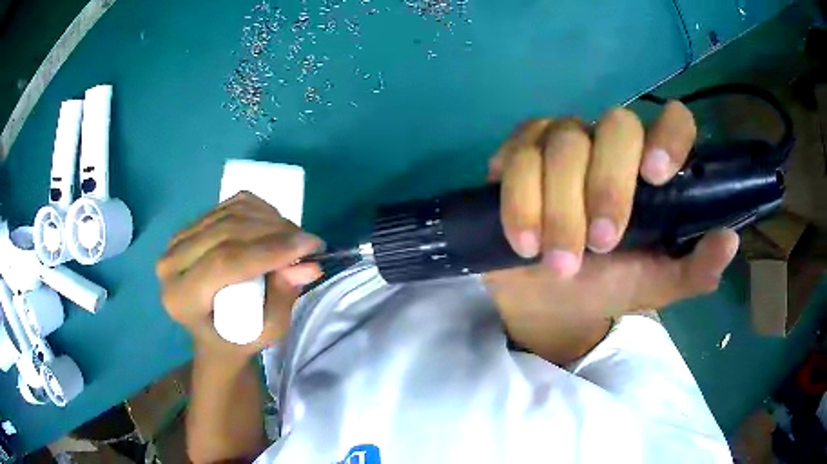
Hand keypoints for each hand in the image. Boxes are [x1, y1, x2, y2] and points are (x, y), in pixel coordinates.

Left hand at [156, 192, 323, 361]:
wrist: (211, 332)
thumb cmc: (237, 339)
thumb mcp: (266, 332)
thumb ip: (283, 298)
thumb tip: (310, 265)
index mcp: (181, 299)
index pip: (223, 263)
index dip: (268, 250)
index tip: (309, 246)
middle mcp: (170, 265)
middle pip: (226, 232)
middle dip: (274, 231)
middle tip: (308, 241)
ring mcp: (177, 241)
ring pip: (229, 214)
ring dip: (269, 219)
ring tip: (294, 236)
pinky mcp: (190, 227)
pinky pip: (228, 206)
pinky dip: (258, 210)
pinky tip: (274, 226)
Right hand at [483, 102, 738, 361]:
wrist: (544, 298)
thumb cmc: (604, 286)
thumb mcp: (653, 285)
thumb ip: (692, 269)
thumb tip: (729, 240)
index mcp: (650, 169)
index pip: (673, 121)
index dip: (669, 135)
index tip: (655, 176)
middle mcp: (611, 143)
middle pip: (615, 127)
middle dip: (607, 187)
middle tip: (598, 246)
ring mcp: (564, 141)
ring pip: (563, 144)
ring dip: (558, 209)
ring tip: (554, 262)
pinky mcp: (521, 151)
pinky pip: (518, 156)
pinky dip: (519, 201)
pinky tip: (523, 238)